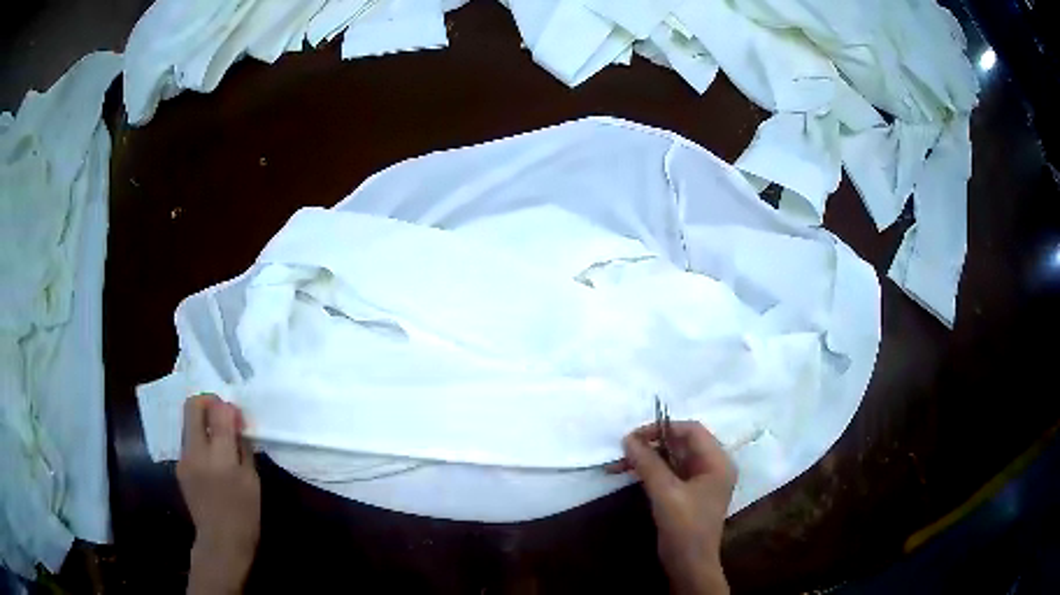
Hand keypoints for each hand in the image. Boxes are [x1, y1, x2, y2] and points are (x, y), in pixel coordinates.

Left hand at [177, 394, 260, 594]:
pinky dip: (199, 439)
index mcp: (221, 457)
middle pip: (192, 406)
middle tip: (221, 413)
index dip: (227, 407)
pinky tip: (210, 457)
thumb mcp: (252, 480)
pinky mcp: (179, 466)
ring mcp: (184, 458)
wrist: (220, 540)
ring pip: (188, 422)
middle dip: (207, 401)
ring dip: (202, 421)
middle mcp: (197, 451)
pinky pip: (187, 441)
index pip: (218, 412)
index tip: (237, 416)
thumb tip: (236, 423)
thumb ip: (243, 448)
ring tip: (217, 438)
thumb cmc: (245, 514)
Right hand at [620, 421, 736, 594]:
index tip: (634, 436)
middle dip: (652, 444)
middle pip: (681, 443)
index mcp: (717, 462)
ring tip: (619, 464)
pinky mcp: (687, 494)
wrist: (689, 564)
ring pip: (672, 458)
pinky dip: (650, 471)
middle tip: (624, 449)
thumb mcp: (666, 493)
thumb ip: (648, 463)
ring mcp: (700, 481)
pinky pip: (669, 473)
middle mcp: (712, 467)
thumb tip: (628, 439)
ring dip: (647, 458)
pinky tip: (630, 474)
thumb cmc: (685, 527)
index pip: (691, 430)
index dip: (663, 428)